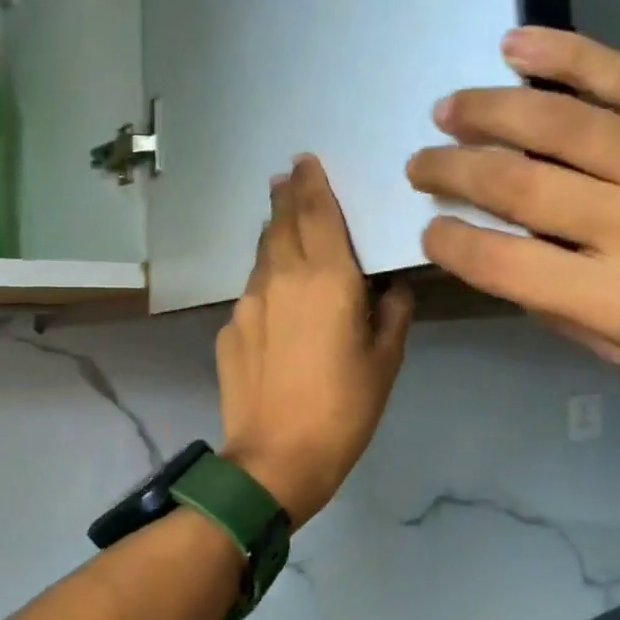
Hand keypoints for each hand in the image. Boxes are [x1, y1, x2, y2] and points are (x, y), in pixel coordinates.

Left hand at [218, 156, 414, 526]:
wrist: (276, 458)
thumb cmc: (343, 409)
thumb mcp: (385, 361)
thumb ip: (391, 314)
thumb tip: (389, 289)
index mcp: (326, 278)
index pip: (316, 213)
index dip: (311, 183)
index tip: (304, 161)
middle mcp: (281, 278)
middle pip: (280, 224)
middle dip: (285, 197)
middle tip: (286, 177)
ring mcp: (248, 302)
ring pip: (261, 255)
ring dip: (272, 235)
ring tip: (281, 224)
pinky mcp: (229, 328)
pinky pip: (252, 293)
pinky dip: (266, 282)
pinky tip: (275, 300)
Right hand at [406, 27, 619, 400]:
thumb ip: (560, 307)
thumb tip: (499, 253)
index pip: (501, 261)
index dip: (450, 240)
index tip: (429, 227)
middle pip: (518, 183)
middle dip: (452, 170)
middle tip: (420, 162)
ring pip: (560, 123)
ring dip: (489, 111)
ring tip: (447, 108)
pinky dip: (565, 57)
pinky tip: (516, 46)